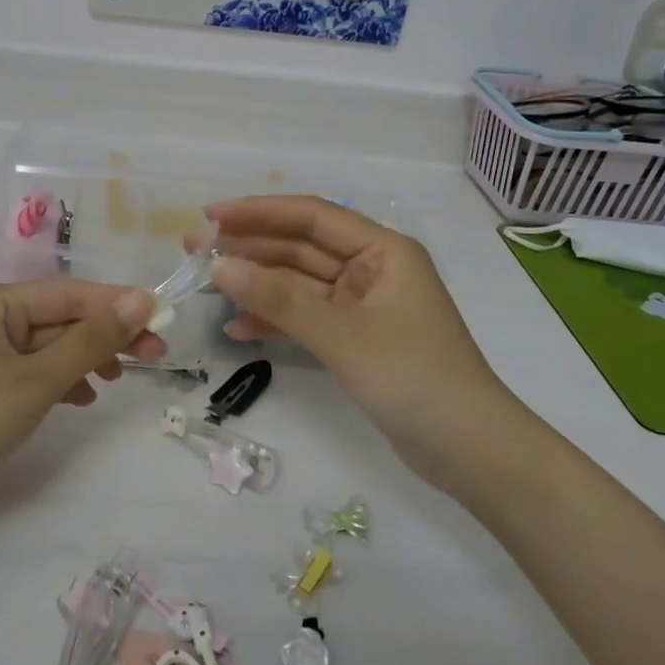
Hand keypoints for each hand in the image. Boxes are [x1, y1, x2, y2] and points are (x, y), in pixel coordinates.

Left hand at [0, 280, 163, 491]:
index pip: (69, 293)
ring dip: (85, 358)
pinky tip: (81, 398)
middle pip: (59, 318)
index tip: (164, 317)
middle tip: (155, 355)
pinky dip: (60, 381)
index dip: (118, 303)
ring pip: (48, 346)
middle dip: (106, 335)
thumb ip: (90, 341)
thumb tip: (141, 300)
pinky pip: (31, 372)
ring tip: (119, 379)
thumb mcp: (35, 379)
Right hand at [200, 196, 509, 473]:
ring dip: (256, 285)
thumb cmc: (414, 378)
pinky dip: (275, 321)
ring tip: (206, 285)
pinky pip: (306, 318)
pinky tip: (236, 329)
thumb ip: (279, 300)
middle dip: (250, 249)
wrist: (470, 451)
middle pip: (301, 248)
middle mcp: (372, 269)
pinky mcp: (355, 339)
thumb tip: (219, 267)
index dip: (259, 212)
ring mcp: (362, 306)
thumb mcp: (342, 335)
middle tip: (194, 252)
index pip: (311, 217)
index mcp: (383, 251)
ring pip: (299, 284)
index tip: (211, 216)